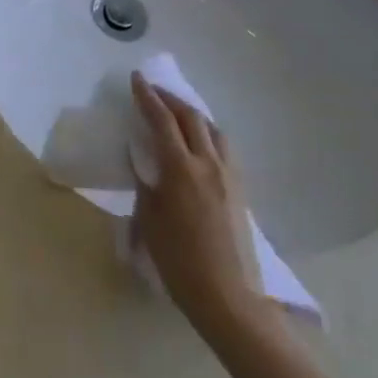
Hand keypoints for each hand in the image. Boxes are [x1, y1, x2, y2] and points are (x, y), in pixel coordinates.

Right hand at [131, 75, 271, 343]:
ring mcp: (229, 176)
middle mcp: (208, 163)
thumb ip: (146, 183)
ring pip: (213, 130)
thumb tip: (143, 160)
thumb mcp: (149, 219)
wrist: (229, 298)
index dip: (147, 96)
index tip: (136, 78)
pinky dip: (208, 134)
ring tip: (178, 114)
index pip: (161, 120)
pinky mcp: (241, 191)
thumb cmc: (179, 261)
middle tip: (153, 91)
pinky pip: (224, 149)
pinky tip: (200, 145)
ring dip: (193, 115)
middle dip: (170, 99)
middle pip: (191, 117)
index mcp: (181, 168)